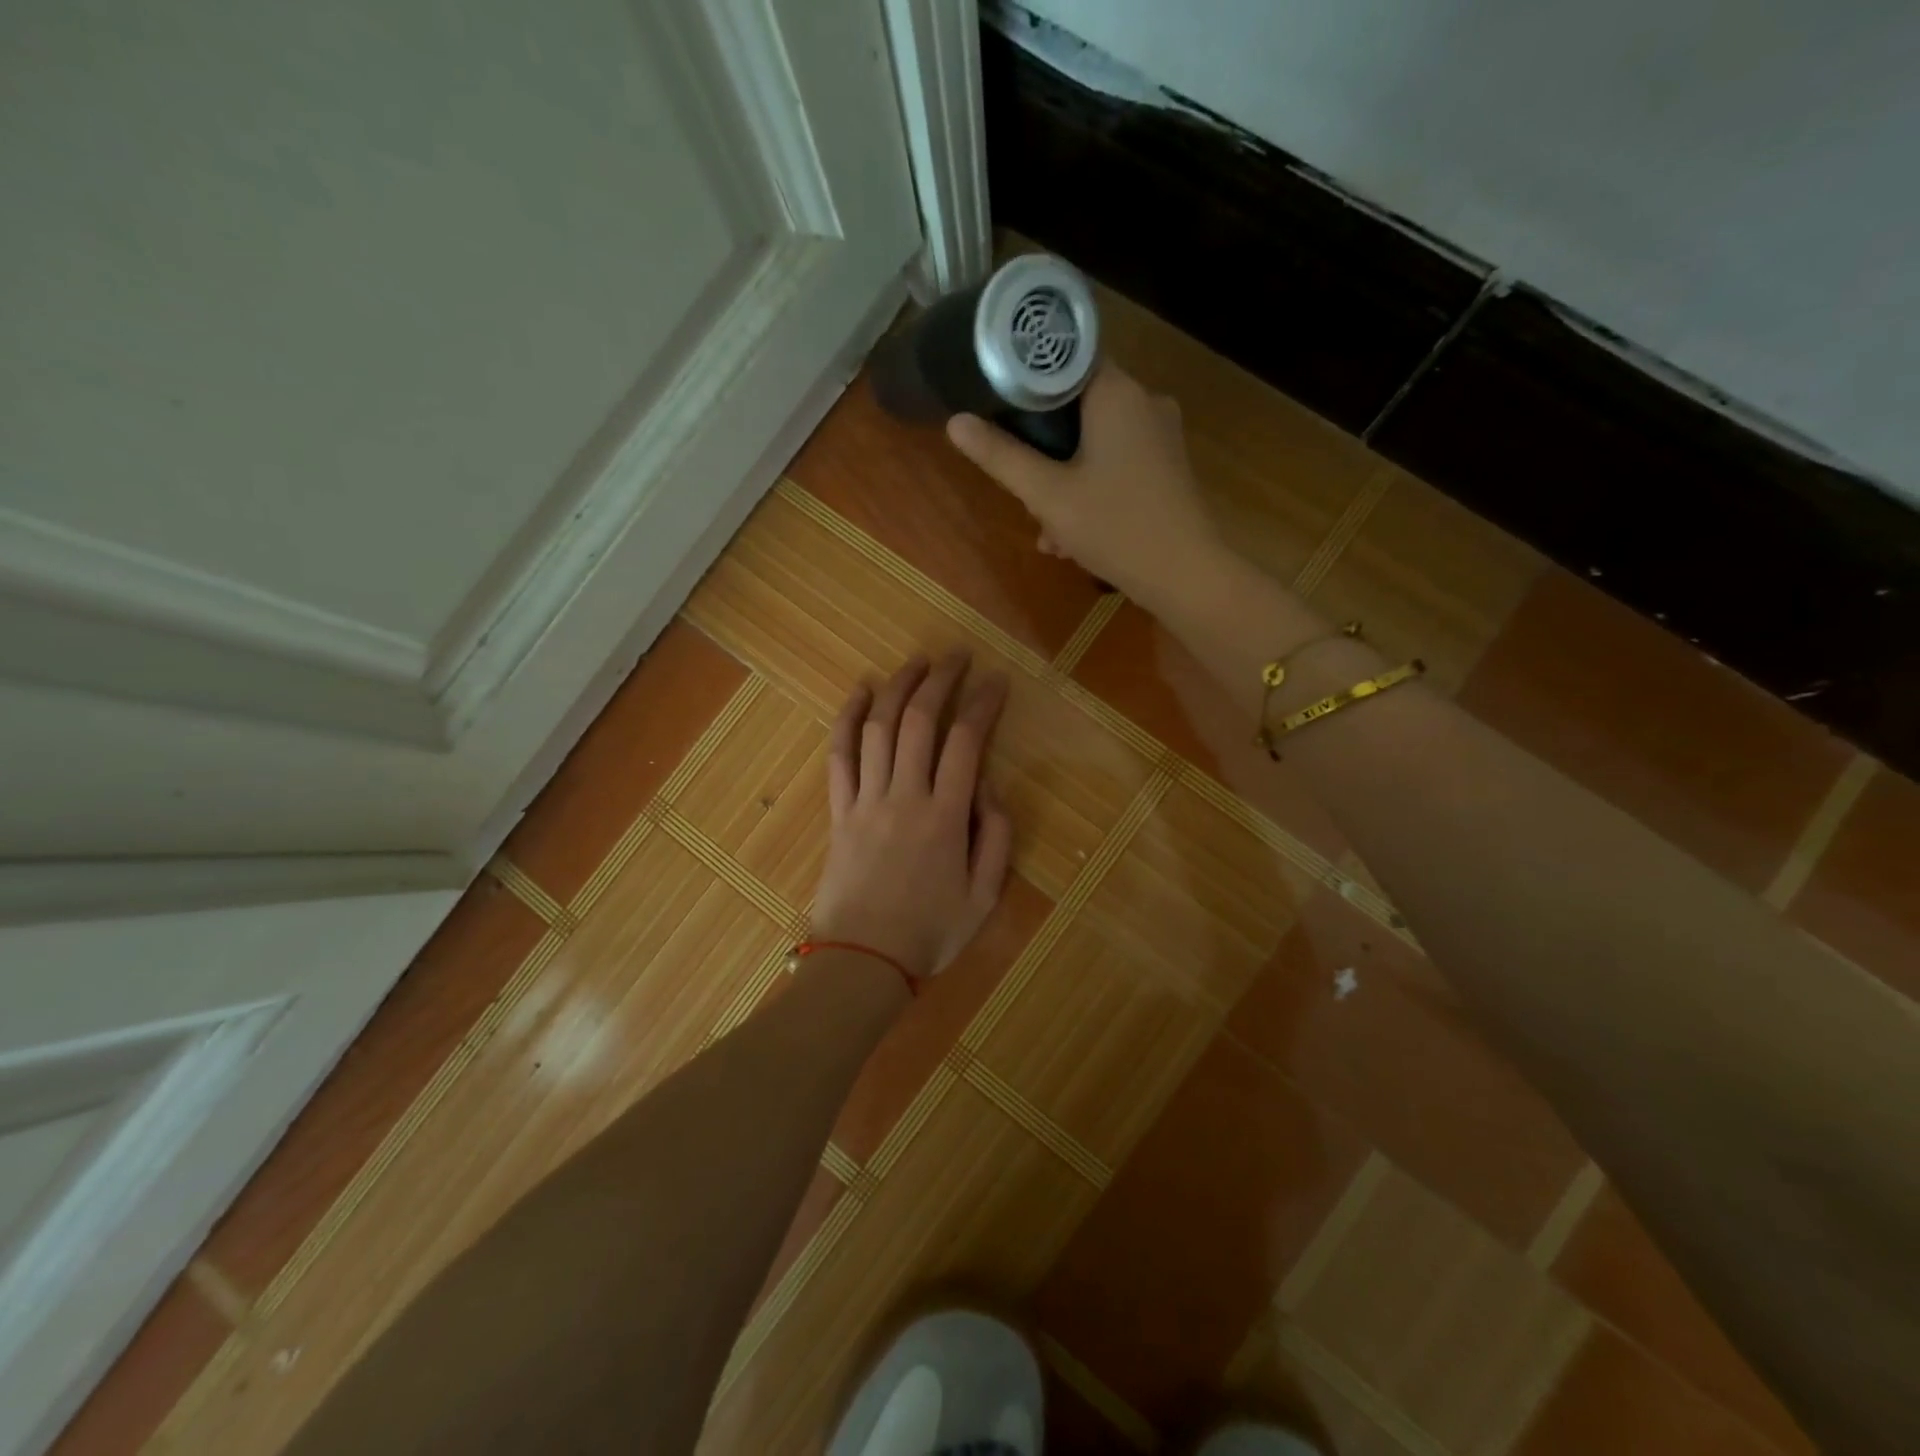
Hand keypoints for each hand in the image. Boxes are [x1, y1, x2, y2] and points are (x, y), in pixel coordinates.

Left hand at [810, 651, 1013, 979]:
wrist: (863, 961)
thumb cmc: (930, 932)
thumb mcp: (985, 895)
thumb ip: (995, 837)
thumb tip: (987, 787)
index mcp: (945, 817)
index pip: (967, 742)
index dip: (983, 704)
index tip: (996, 680)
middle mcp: (905, 796)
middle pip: (920, 721)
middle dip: (940, 680)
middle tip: (956, 655)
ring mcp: (866, 800)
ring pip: (879, 728)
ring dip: (897, 687)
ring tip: (916, 662)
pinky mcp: (838, 811)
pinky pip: (839, 755)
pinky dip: (847, 718)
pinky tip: (860, 692)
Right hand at [946, 362, 1222, 607]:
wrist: (1185, 576)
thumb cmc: (1115, 527)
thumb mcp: (1047, 494)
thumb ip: (1001, 456)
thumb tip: (956, 422)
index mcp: (1117, 392)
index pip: (1064, 361)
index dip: (1026, 384)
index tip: (1000, 413)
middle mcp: (1144, 401)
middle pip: (1077, 407)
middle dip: (1044, 451)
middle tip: (1024, 492)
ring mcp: (1161, 436)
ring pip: (1096, 442)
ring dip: (1065, 482)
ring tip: (1048, 531)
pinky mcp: (1168, 467)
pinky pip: (1118, 464)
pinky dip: (1092, 490)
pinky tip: (1074, 536)